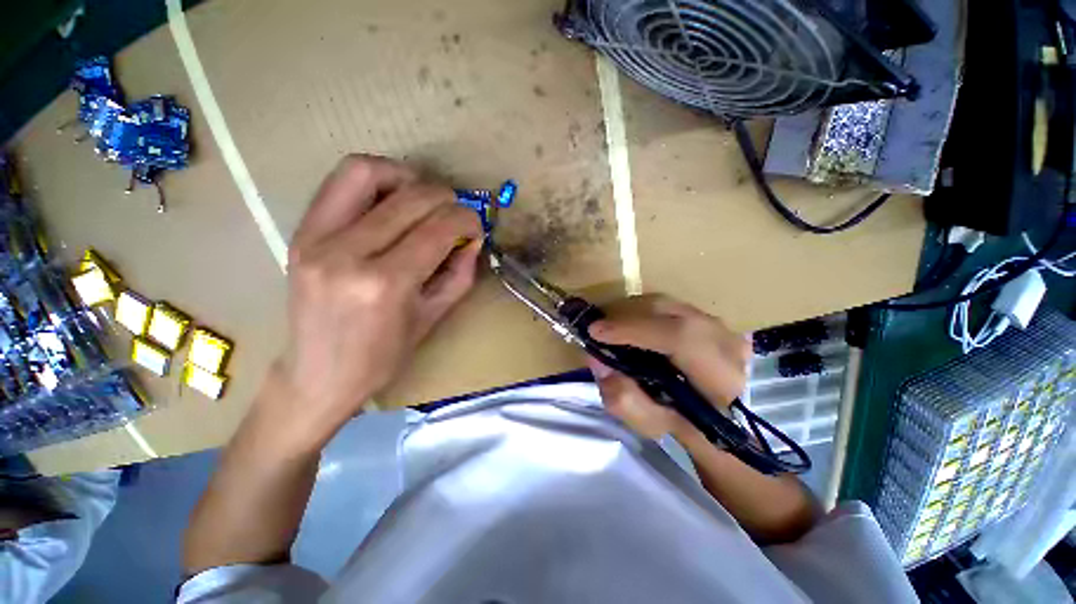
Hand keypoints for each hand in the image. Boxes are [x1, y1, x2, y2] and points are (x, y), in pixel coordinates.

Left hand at [271, 155, 481, 438]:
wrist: (318, 375)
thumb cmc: (383, 356)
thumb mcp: (434, 317)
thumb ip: (460, 273)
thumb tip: (473, 239)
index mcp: (385, 284)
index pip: (438, 229)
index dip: (467, 219)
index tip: (476, 227)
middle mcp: (347, 253)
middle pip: (410, 197)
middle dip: (447, 199)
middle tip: (457, 215)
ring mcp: (316, 238)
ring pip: (366, 171)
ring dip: (406, 177)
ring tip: (423, 198)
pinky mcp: (301, 232)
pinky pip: (340, 183)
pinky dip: (375, 179)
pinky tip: (392, 200)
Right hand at [586, 294, 750, 438]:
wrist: (719, 418)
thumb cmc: (685, 425)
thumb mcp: (651, 424)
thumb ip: (622, 397)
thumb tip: (596, 360)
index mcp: (720, 377)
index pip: (679, 337)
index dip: (633, 329)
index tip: (595, 332)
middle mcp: (726, 341)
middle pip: (667, 310)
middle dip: (625, 316)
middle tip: (598, 329)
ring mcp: (720, 324)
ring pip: (665, 303)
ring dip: (632, 311)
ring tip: (611, 327)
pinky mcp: (710, 317)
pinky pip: (668, 305)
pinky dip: (643, 311)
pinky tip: (630, 324)